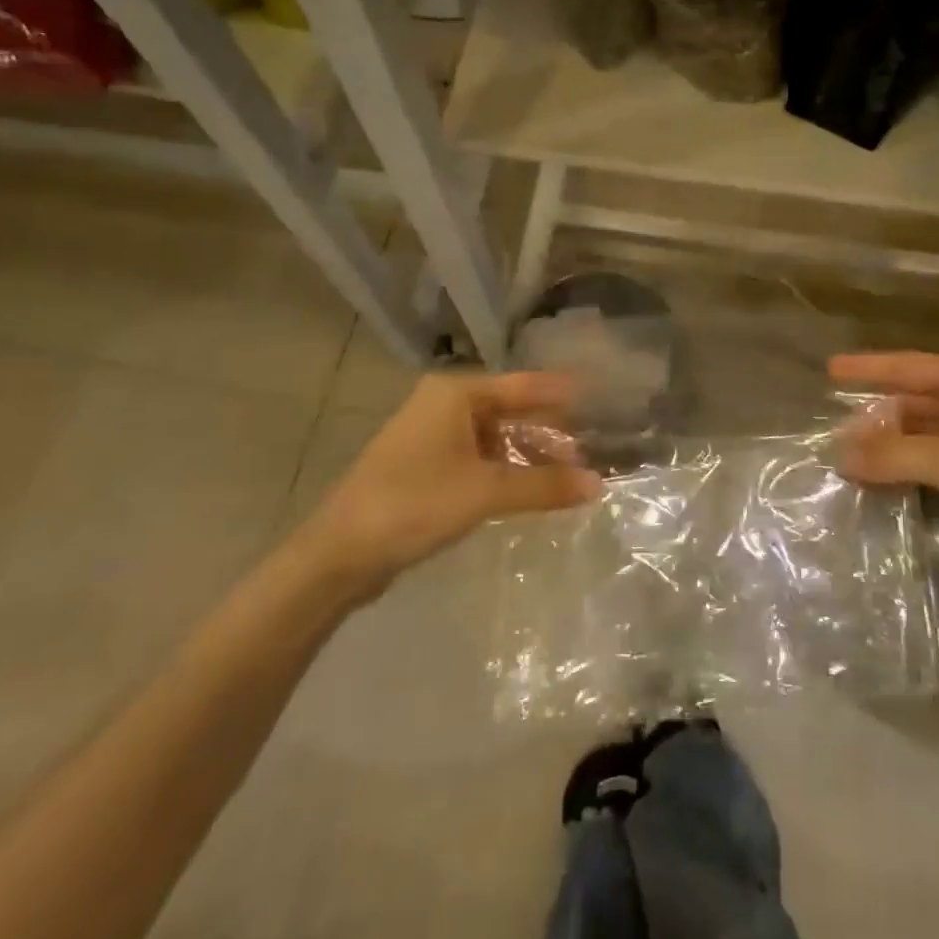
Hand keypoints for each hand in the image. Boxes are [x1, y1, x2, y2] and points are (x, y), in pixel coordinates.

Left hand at [293, 372, 601, 592]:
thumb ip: (544, 486)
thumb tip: (599, 484)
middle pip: (510, 410)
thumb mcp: (486, 492)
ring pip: (493, 437)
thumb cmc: (415, 503)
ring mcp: (430, 435)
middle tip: (587, 449)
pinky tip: (524, 490)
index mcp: (456, 394)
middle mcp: (443, 404)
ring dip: (526, 455)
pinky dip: (503, 470)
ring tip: (562, 477)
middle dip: (547, 432)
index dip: (562, 393)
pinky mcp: (423, 466)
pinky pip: (476, 458)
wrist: (339, 554)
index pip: (524, 385)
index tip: (600, 394)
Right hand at [829, 352, 938, 595]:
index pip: (913, 366)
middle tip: (837, 433)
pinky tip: (889, 481)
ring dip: (894, 446)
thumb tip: (839, 454)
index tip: (830, 370)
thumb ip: (897, 455)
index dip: (870, 367)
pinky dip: (913, 468)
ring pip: (929, 434)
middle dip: (879, 417)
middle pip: (920, 401)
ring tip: (853, 459)